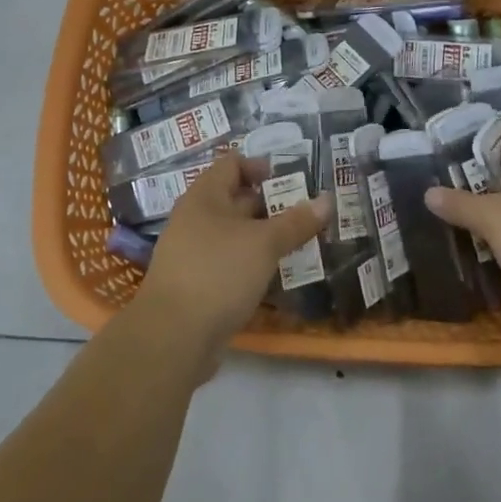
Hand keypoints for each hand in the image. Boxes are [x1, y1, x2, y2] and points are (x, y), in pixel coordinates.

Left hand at [134, 152, 330, 354]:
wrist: (173, 337)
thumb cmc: (218, 273)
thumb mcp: (264, 244)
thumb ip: (296, 222)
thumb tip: (327, 200)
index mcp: (204, 196)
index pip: (232, 164)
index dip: (261, 166)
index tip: (293, 181)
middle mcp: (195, 218)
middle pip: (236, 199)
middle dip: (272, 205)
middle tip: (308, 215)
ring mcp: (194, 252)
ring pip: (236, 234)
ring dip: (266, 237)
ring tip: (301, 244)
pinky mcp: (198, 283)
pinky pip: (230, 262)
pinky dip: (253, 263)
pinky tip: (277, 275)